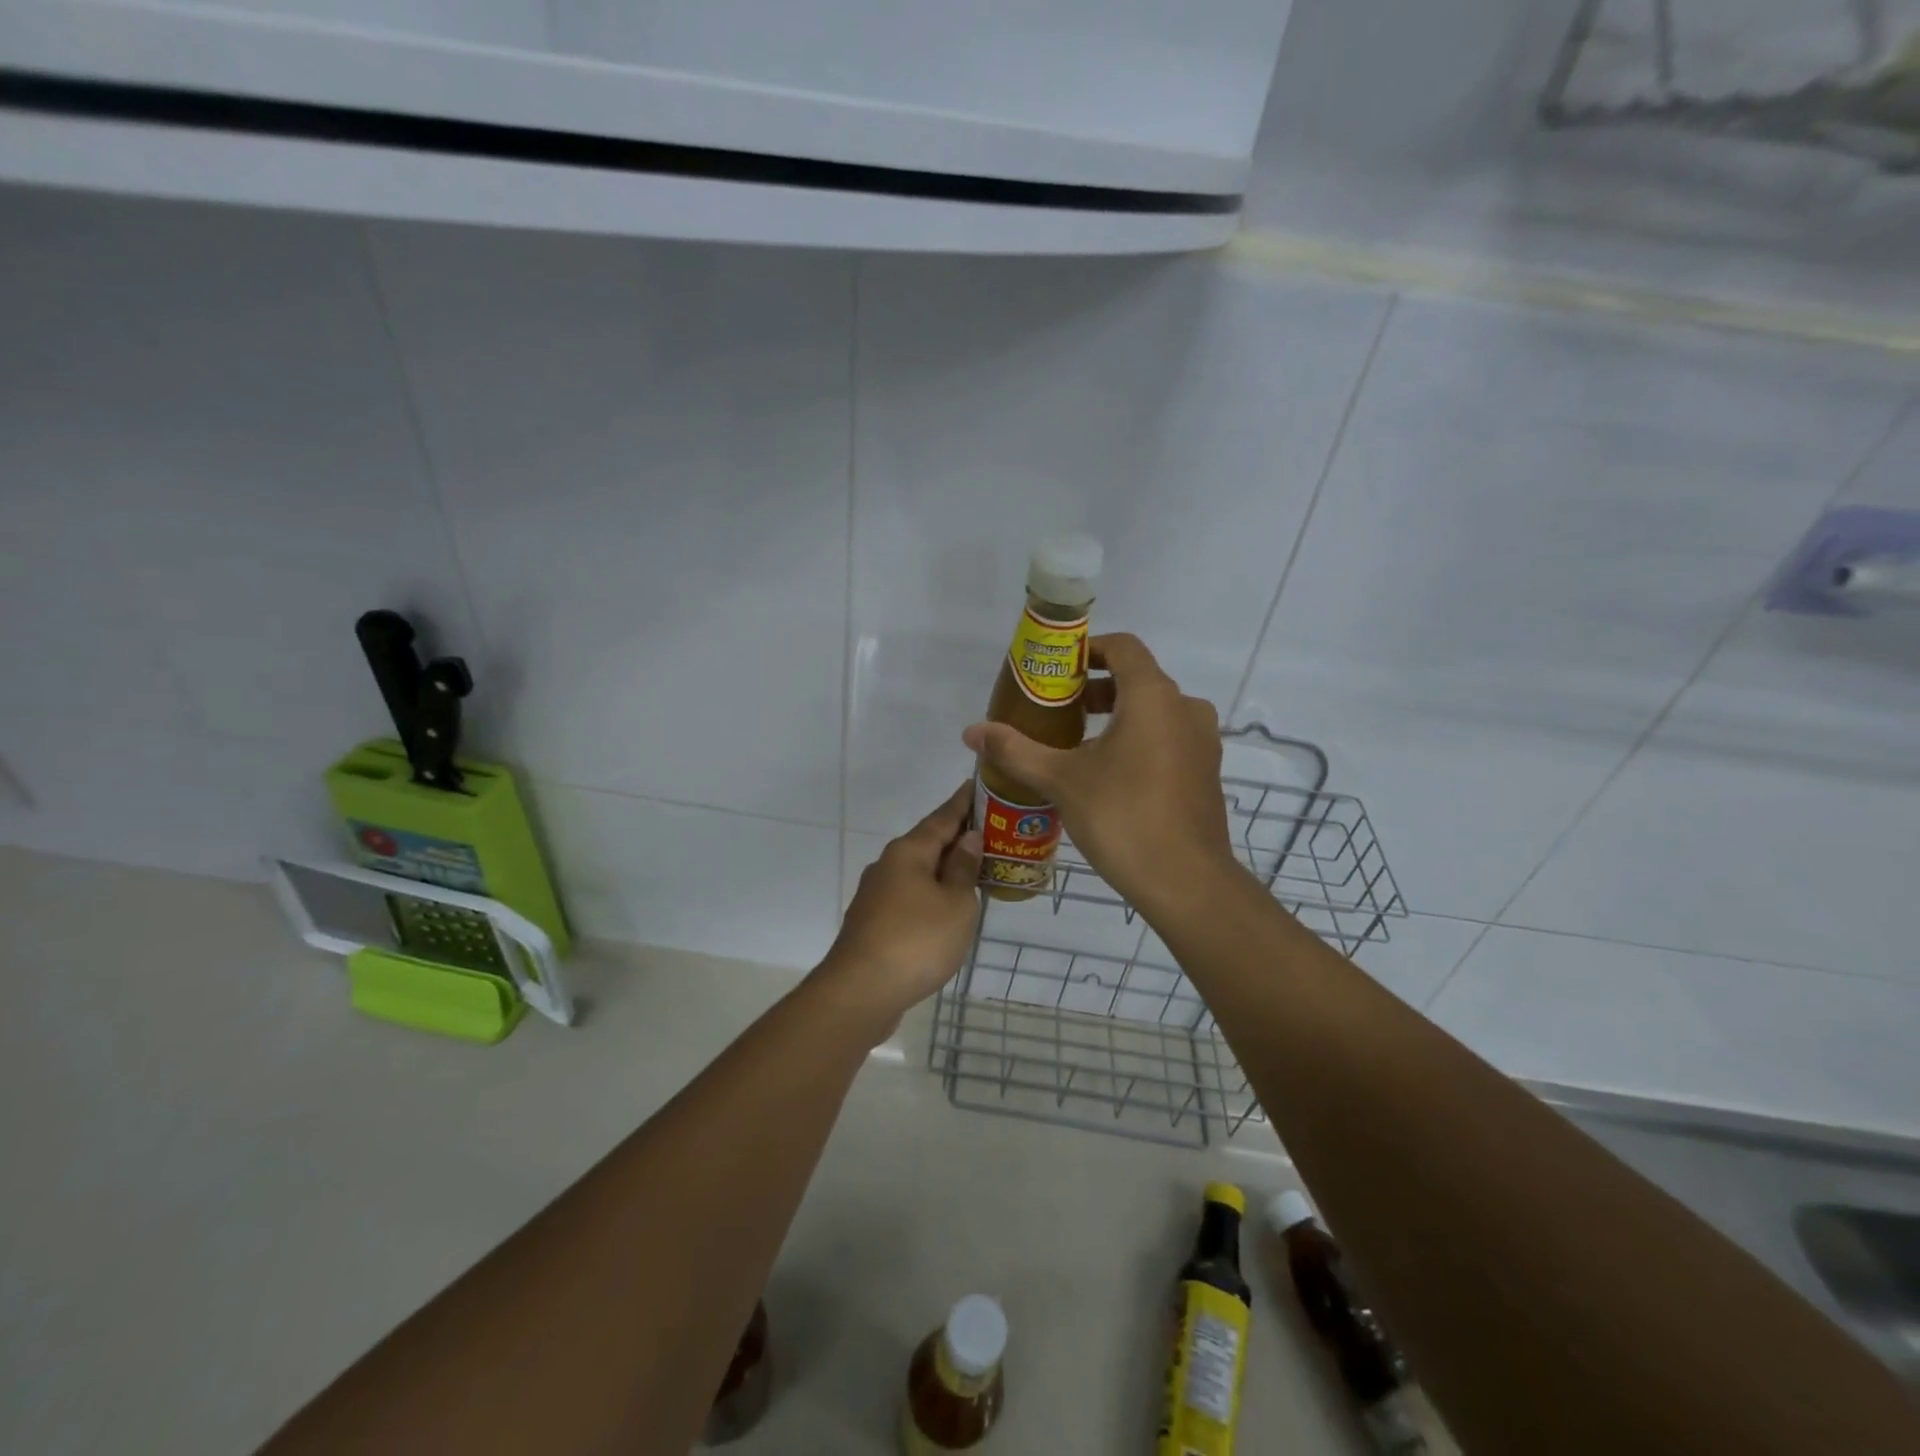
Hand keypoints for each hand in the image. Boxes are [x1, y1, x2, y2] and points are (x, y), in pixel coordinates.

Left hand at [815, 783, 982, 1036]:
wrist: (861, 992)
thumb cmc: (917, 940)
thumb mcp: (956, 904)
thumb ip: (963, 869)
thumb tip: (967, 838)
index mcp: (908, 852)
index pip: (942, 817)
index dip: (963, 803)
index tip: (978, 785)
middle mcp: (888, 865)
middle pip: (928, 843)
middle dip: (956, 838)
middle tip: (990, 832)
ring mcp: (876, 895)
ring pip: (918, 872)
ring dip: (944, 869)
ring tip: (974, 871)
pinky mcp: (873, 922)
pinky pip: (910, 897)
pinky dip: (931, 895)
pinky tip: (946, 908)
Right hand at [961, 633, 1233, 914]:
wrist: (1186, 881)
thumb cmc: (1122, 817)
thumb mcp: (1061, 780)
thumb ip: (1016, 750)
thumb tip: (971, 732)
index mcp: (1153, 697)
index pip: (1123, 646)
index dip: (1089, 649)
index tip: (1058, 670)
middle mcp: (1185, 708)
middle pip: (1138, 679)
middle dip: (1096, 689)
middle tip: (1058, 710)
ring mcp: (1202, 741)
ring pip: (1155, 711)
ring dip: (1118, 716)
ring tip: (1078, 744)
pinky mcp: (1207, 771)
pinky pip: (1170, 738)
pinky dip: (1140, 740)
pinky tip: (1111, 775)